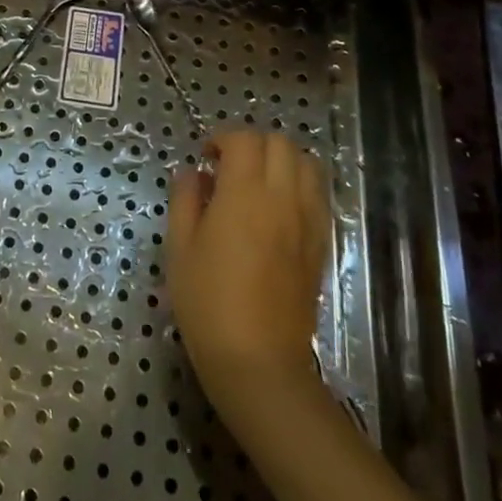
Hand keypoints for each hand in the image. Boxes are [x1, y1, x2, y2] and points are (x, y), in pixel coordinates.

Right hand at [166, 130, 329, 425]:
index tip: (205, 158)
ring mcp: (308, 221)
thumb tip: (192, 173)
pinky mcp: (321, 244)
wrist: (258, 362)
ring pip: (307, 164)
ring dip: (281, 160)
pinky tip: (276, 208)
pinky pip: (318, 195)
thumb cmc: (207, 302)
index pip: (244, 139)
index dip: (222, 139)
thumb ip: (185, 200)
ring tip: (256, 182)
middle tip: (228, 166)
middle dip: (253, 143)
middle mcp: (283, 198)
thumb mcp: (180, 247)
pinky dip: (299, 185)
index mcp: (245, 194)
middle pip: (281, 143)